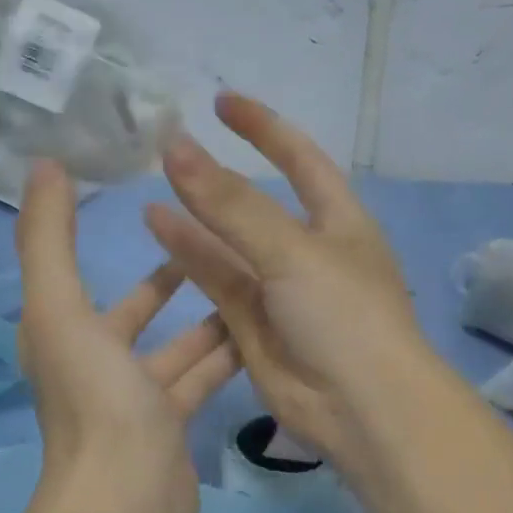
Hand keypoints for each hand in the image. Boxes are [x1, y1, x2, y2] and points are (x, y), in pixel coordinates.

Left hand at [18, 161, 238, 512]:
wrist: (128, 497)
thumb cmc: (95, 397)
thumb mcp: (60, 308)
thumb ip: (48, 238)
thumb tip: (43, 165)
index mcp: (62, 334)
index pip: (74, 273)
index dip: (94, 235)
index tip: (140, 198)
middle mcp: (95, 364)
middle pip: (134, 312)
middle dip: (169, 279)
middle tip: (212, 239)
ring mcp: (136, 399)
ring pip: (177, 346)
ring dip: (207, 316)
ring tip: (250, 279)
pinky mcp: (172, 424)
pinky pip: (201, 379)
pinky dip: (225, 357)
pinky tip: (260, 332)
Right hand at [143, 93, 433, 475]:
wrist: (362, 409)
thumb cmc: (343, 314)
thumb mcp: (291, 249)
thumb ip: (231, 203)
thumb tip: (176, 147)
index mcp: (338, 221)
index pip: (300, 159)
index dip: (264, 129)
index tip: (222, 103)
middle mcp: (309, 251)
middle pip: (257, 204)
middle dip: (219, 179)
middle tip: (169, 152)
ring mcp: (280, 291)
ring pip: (230, 246)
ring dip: (194, 220)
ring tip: (151, 194)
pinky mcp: (253, 327)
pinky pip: (218, 283)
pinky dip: (190, 258)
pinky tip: (158, 232)